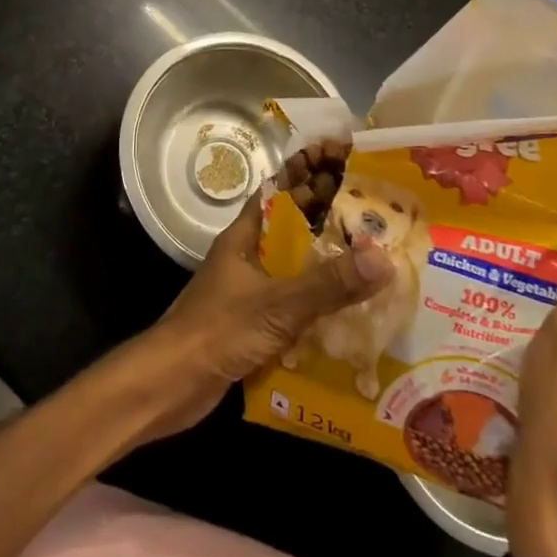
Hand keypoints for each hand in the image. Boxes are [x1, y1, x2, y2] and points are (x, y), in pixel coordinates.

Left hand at [136, 193, 393, 437]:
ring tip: (372, 269)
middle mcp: (246, 256)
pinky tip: (347, 319)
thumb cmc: (219, 330)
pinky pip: (289, 307)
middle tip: (376, 226)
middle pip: (291, 232)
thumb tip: (384, 258)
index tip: (349, 173)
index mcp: (244, 236)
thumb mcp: (279, 305)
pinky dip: (314, 309)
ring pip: (292, 271)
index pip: (279, 192)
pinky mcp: (250, 324)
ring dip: (324, 271)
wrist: (172, 384)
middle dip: (328, 228)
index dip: (309, 178)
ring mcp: (247, 291)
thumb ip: (329, 283)